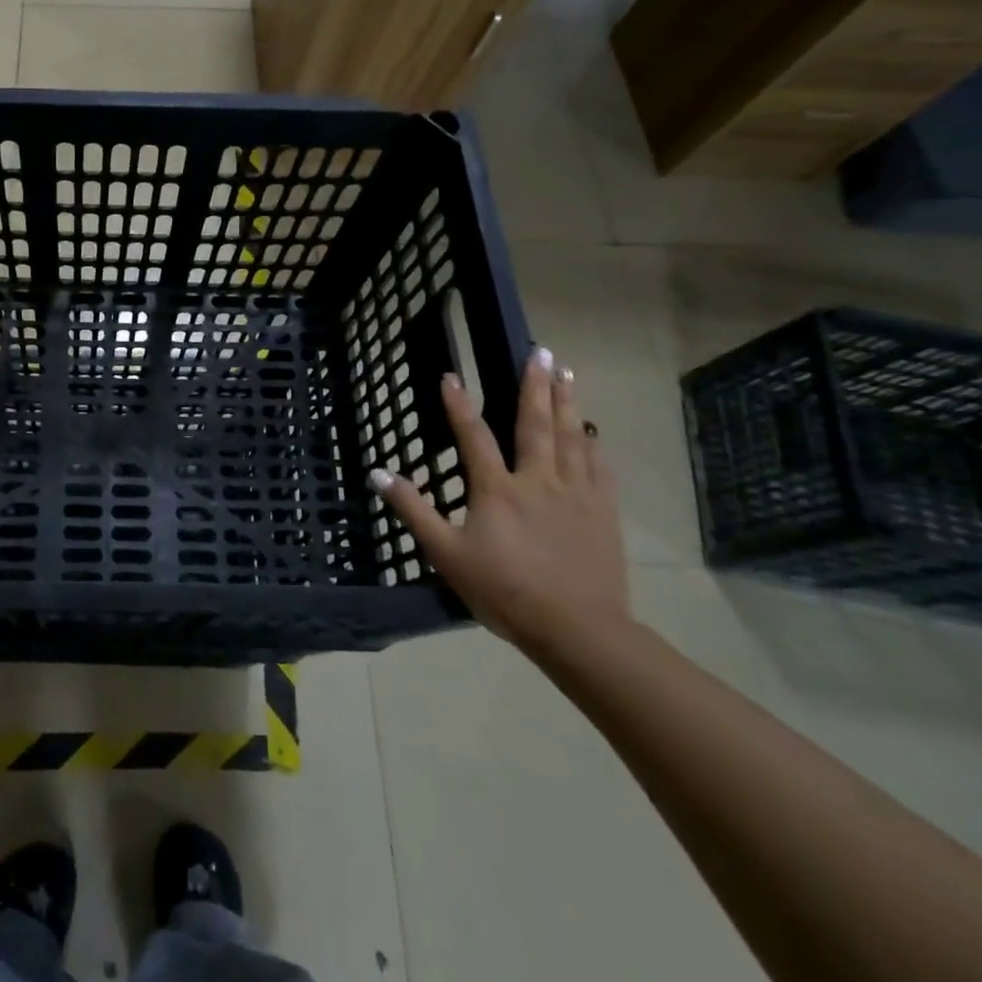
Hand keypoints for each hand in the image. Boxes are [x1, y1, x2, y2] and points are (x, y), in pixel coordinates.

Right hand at [371, 349, 628, 657]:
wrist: (578, 629)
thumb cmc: (503, 591)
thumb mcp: (445, 554)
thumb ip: (413, 510)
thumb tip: (378, 473)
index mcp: (497, 489)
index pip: (473, 436)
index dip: (458, 405)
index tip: (451, 375)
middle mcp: (538, 480)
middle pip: (535, 424)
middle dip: (536, 385)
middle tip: (542, 352)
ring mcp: (576, 494)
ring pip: (571, 437)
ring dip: (567, 403)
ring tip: (568, 374)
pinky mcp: (603, 512)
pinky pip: (599, 467)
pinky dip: (593, 443)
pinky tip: (592, 430)